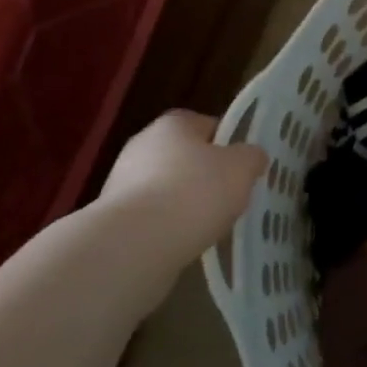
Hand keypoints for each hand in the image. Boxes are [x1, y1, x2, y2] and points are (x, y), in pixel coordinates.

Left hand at [99, 110, 266, 254]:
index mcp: (173, 124)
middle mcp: (142, 144)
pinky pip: (152, 214)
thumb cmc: (195, 192)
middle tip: (230, 196)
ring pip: (167, 186)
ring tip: (209, 224)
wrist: (137, 242)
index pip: (206, 124)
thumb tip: (252, 156)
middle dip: (206, 174)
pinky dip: (168, 224)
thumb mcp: (242, 168)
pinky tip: (184, 240)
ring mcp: (122, 180)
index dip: (228, 143)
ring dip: (185, 201)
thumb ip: (252, 157)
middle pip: (185, 156)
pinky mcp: (114, 215)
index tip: (242, 166)